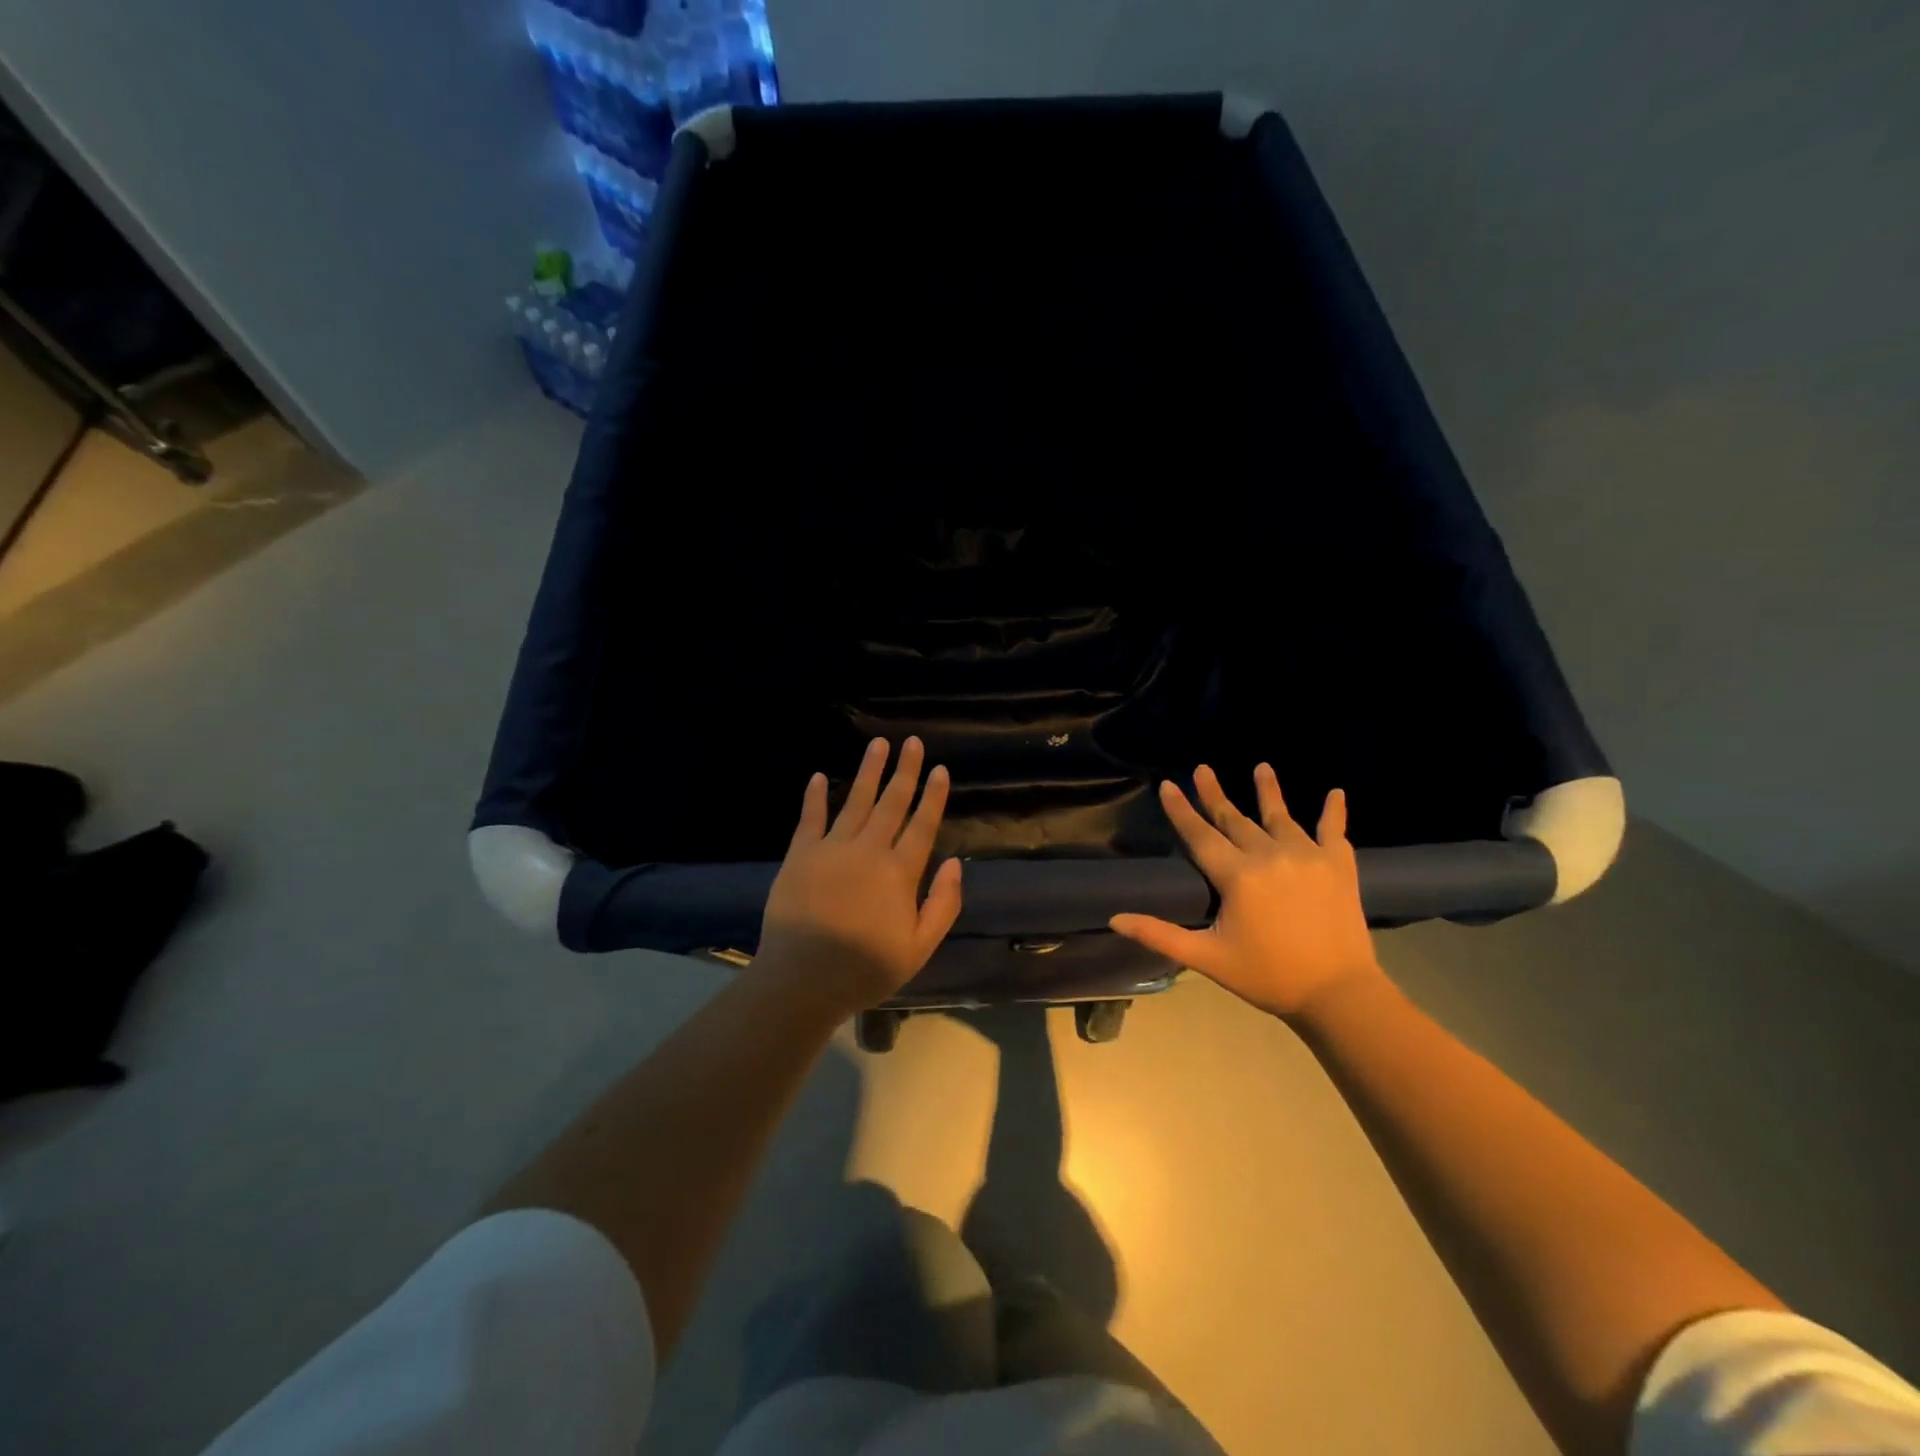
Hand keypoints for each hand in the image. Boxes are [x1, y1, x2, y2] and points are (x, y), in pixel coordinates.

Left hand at [759, 736, 963, 1014]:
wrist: (803, 980)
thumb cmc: (866, 969)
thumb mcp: (919, 947)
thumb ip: (943, 904)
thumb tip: (956, 863)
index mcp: (899, 872)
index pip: (922, 824)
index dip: (934, 796)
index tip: (941, 769)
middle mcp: (868, 850)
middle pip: (892, 803)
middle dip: (905, 770)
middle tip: (912, 742)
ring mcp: (831, 849)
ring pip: (856, 801)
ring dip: (869, 771)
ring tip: (878, 743)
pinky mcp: (800, 855)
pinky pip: (810, 818)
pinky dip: (815, 796)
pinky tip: (820, 776)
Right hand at [1109, 764, 1381, 1020]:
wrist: (1338, 994)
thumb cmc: (1267, 976)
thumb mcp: (1208, 958)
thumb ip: (1160, 935)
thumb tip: (1116, 919)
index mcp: (1237, 876)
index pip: (1200, 835)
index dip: (1181, 810)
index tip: (1168, 785)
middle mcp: (1270, 855)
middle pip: (1235, 819)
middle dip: (1215, 794)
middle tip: (1203, 768)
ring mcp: (1307, 857)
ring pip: (1281, 816)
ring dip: (1269, 790)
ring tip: (1261, 766)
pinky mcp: (1338, 866)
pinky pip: (1334, 831)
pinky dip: (1334, 812)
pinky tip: (1335, 792)